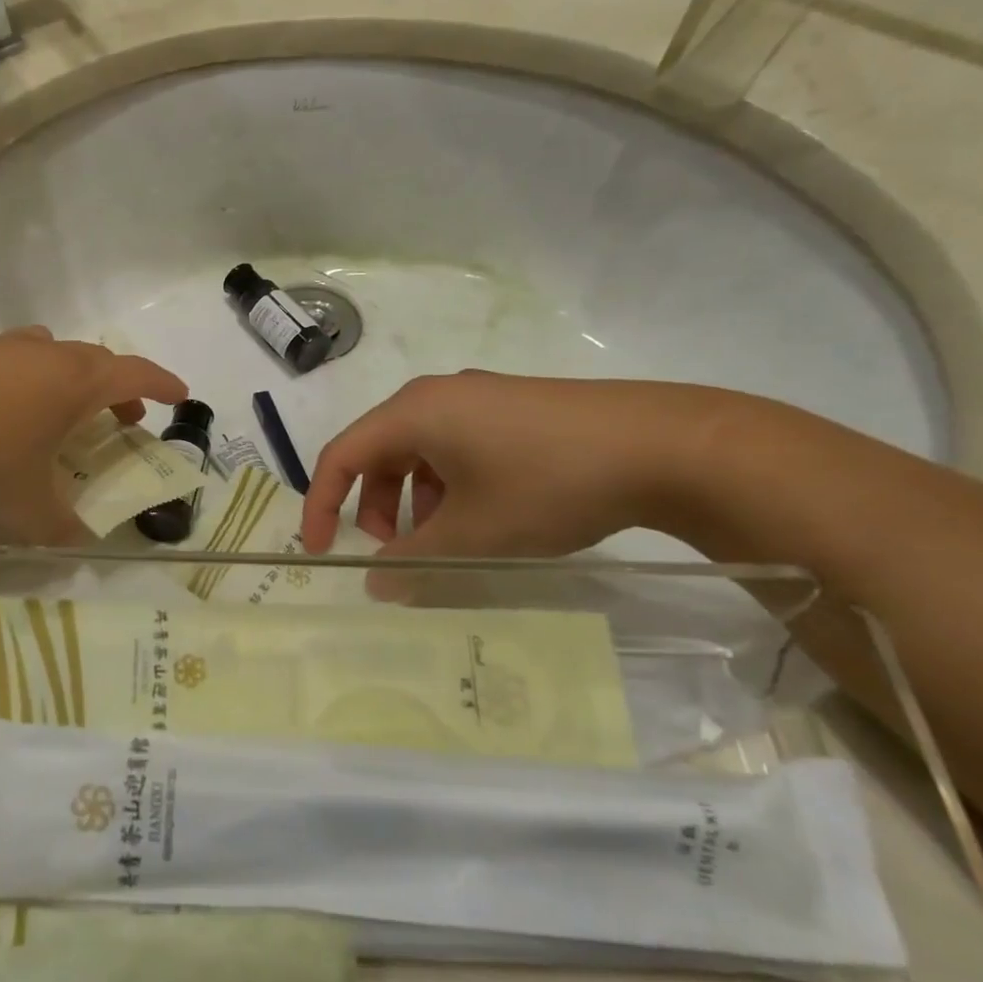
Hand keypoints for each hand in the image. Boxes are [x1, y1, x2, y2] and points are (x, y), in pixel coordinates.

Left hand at [0, 327, 186, 542]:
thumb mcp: (26, 506)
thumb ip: (59, 528)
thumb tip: (76, 543)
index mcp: (72, 382)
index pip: (134, 373)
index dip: (162, 384)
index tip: (181, 396)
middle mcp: (39, 355)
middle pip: (92, 360)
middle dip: (115, 387)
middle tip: (123, 415)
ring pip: (45, 355)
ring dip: (64, 380)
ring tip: (57, 413)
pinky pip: (3, 363)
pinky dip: (17, 385)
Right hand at [301, 371, 744, 559]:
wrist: (661, 445)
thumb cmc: (546, 483)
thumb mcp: (473, 533)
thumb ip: (414, 561)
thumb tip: (378, 585)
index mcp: (413, 412)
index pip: (341, 454)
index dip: (321, 504)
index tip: (322, 551)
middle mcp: (437, 396)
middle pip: (379, 452)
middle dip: (373, 506)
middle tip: (394, 553)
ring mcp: (479, 398)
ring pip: (420, 452)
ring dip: (414, 500)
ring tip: (444, 540)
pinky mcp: (514, 410)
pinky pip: (457, 447)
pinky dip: (449, 485)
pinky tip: (485, 516)